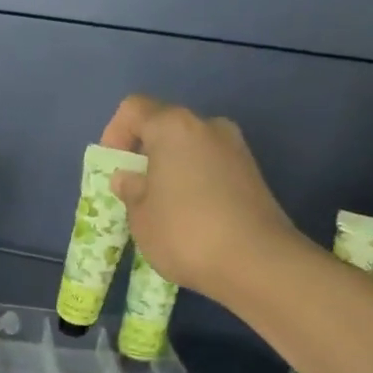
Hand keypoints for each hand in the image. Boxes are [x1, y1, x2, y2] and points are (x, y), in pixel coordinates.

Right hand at [100, 95, 300, 305]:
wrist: (257, 263)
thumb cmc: (184, 233)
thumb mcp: (140, 216)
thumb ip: (130, 190)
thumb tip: (129, 178)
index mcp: (174, 127)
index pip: (134, 109)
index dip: (115, 134)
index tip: (114, 169)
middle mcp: (208, 127)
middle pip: (165, 127)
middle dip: (145, 155)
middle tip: (136, 192)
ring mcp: (236, 149)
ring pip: (190, 149)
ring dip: (171, 170)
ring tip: (163, 209)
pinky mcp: (253, 174)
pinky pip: (211, 168)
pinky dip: (195, 183)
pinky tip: (192, 218)